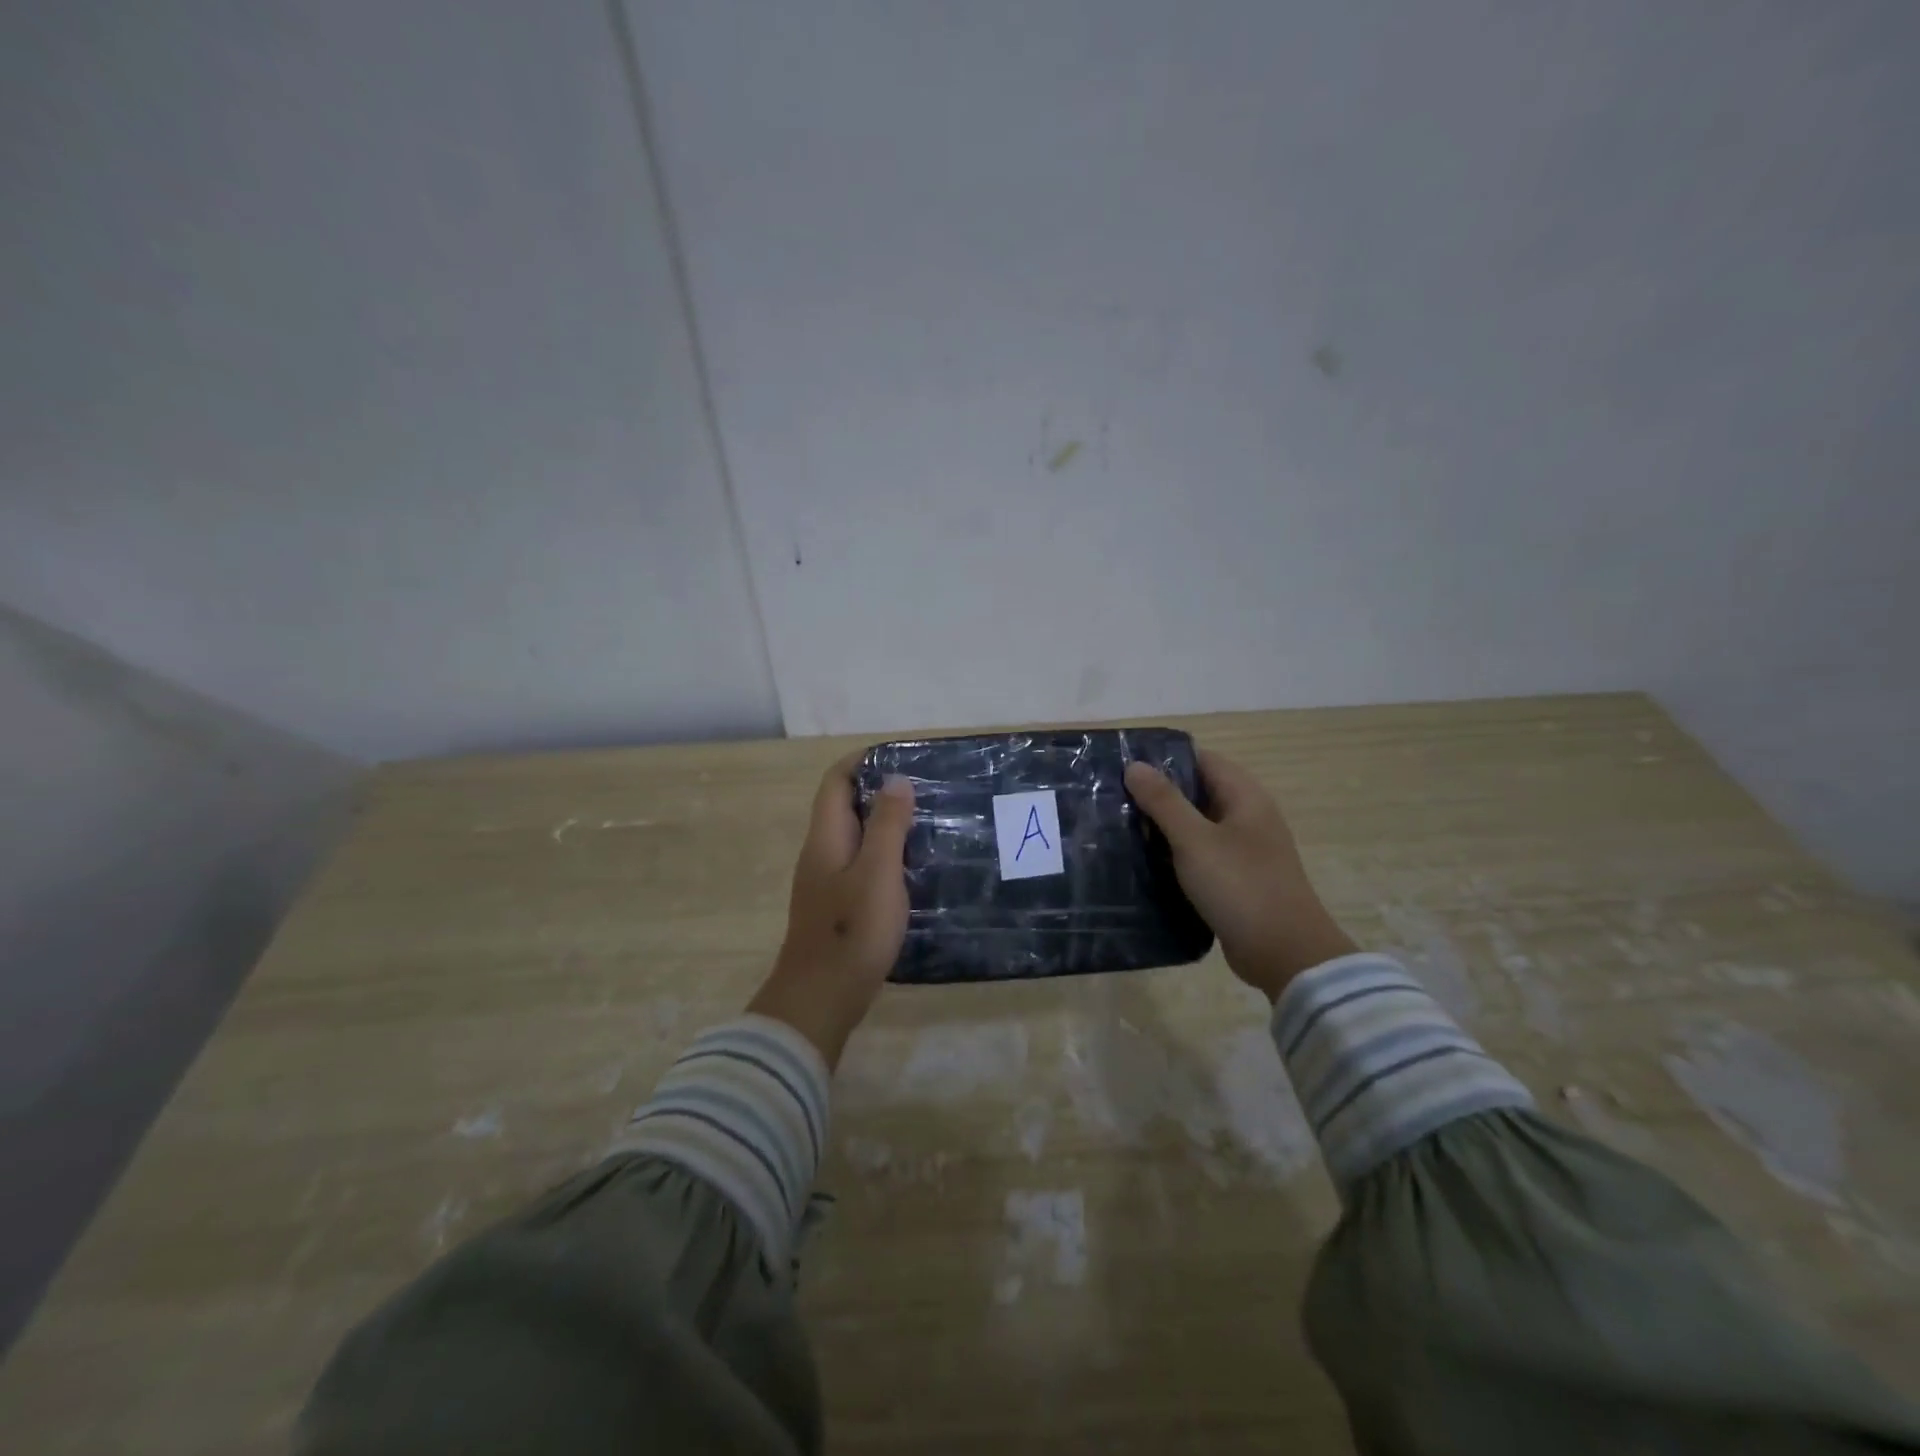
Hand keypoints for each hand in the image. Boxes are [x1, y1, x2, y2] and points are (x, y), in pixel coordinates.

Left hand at [748, 751, 914, 1066]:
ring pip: (854, 836)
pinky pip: (860, 863)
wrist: (821, 997)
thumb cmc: (852, 930)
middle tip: (924, 789)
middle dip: (878, 790)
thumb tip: (896, 779)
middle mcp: (820, 852)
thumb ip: (887, 824)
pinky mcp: (837, 905)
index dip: (862, 761)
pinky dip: (883, 853)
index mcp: (825, 837)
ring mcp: (826, 881)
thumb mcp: (878, 871)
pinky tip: (911, 866)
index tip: (901, 756)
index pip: (835, 781)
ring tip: (925, 820)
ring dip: (883, 823)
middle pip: (843, 806)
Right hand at [1124, 748, 1356, 1000]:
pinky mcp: (1235, 878)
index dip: (1164, 758)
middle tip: (1112, 796)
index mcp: (1245, 796)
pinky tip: (1143, 860)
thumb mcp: (1194, 840)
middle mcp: (1247, 816)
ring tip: (1118, 825)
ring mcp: (1243, 849)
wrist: (1284, 954)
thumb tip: (1134, 765)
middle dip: (1158, 793)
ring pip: (1196, 825)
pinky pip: (1199, 854)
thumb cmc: (1240, 886)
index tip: (1123, 764)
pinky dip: (1175, 853)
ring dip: (1163, 825)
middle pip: (1197, 791)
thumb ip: (1164, 801)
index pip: (1201, 759)